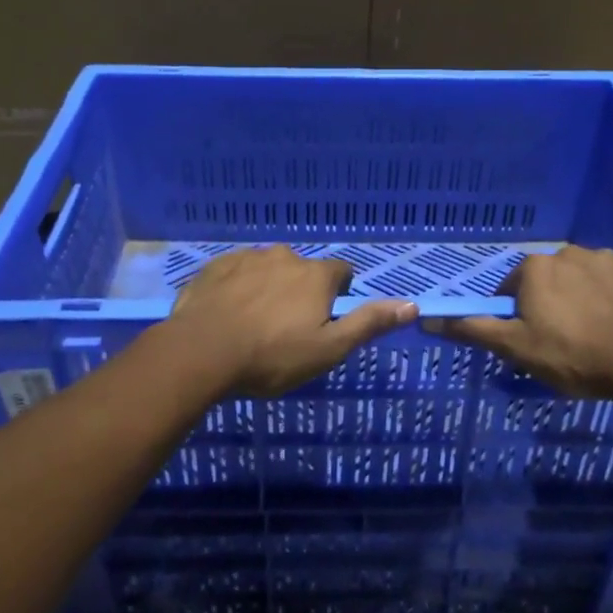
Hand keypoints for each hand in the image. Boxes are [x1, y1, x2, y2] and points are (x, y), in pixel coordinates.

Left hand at [168, 246, 417, 396]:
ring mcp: (246, 258)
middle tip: (288, 328)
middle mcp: (284, 256)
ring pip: (268, 269)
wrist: (200, 352)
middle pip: (303, 270)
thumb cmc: (272, 356)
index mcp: (315, 275)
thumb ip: (369, 323)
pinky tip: (227, 314)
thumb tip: (412, 305)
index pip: (342, 272)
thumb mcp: (328, 349)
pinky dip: (237, 287)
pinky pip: (235, 272)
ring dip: (268, 287)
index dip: (339, 294)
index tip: (327, 318)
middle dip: (301, 291)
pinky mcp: (214, 266)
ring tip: (255, 323)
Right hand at [425, 245, 612, 399]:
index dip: (518, 312)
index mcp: (536, 267)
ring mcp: (610, 258)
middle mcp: (570, 252)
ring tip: (596, 332)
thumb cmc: (571, 355)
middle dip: (552, 301)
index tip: (530, 337)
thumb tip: (428, 318)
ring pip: (587, 276)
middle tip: (563, 338)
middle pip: (551, 278)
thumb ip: (473, 329)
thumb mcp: (515, 348)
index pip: (514, 286)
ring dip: (585, 295)